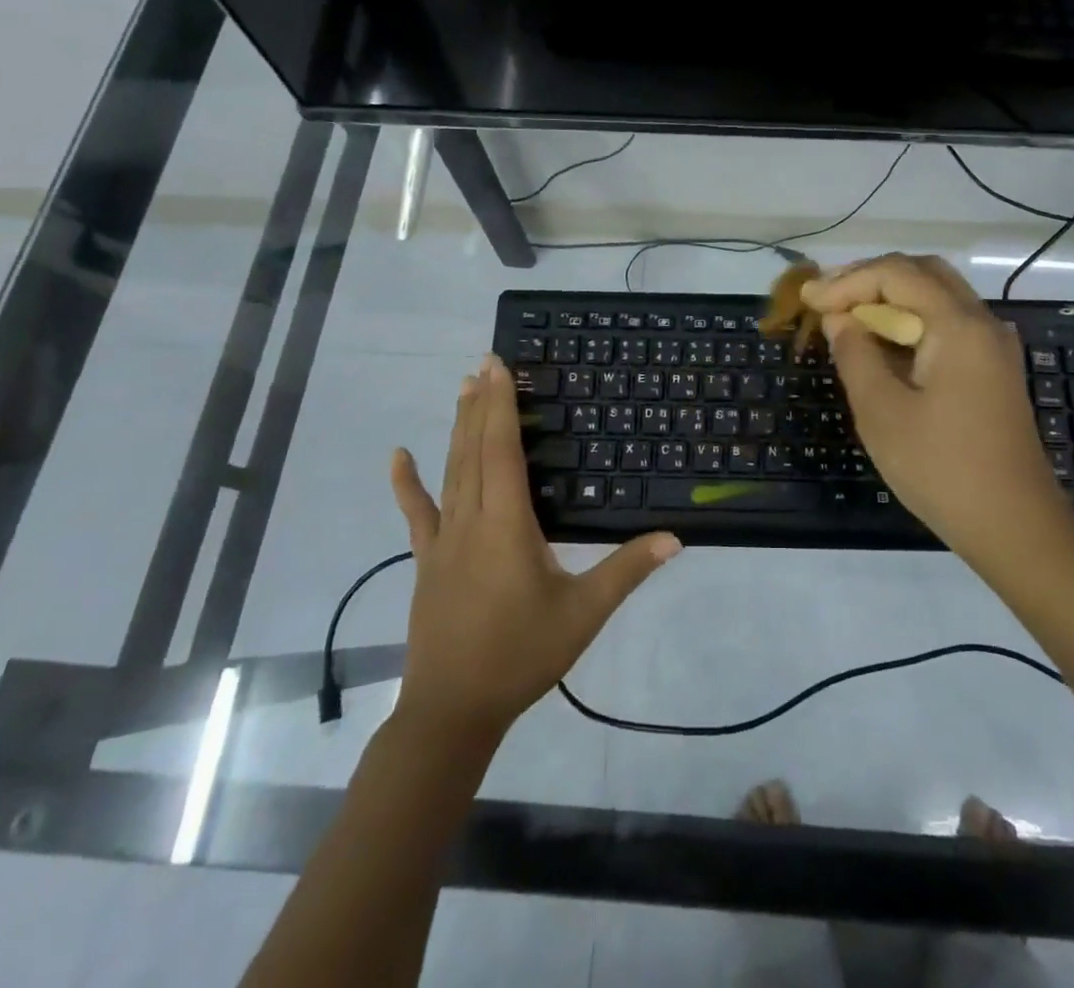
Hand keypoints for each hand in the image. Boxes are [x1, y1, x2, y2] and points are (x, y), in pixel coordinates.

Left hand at [388, 356, 681, 744]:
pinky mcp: (427, 561)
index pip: (501, 451)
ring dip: (457, 427)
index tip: (497, 367)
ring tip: (462, 388)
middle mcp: (470, 520)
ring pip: (450, 470)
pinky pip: (417, 513)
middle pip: (474, 450)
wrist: (452, 710)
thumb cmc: (521, 656)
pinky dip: (407, 483)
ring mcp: (443, 540)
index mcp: (507, 525)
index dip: (499, 406)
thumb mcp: (584, 614)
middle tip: (484, 362)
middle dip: (480, 403)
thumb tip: (675, 538)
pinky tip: (397, 456)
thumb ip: (627, 571)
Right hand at [801, 255, 1073, 569]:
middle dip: (871, 279)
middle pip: (923, 273)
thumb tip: (839, 319)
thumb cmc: (941, 468)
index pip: (896, 274)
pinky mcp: (993, 369)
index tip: (808, 301)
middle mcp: (982, 323)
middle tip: (828, 298)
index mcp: (958, 325)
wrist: (1014, 526)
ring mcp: (993, 346)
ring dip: (891, 298)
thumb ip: (855, 354)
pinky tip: (882, 343)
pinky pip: (948, 324)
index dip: (847, 281)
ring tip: (846, 316)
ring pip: (938, 297)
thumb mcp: (882, 412)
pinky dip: (911, 321)